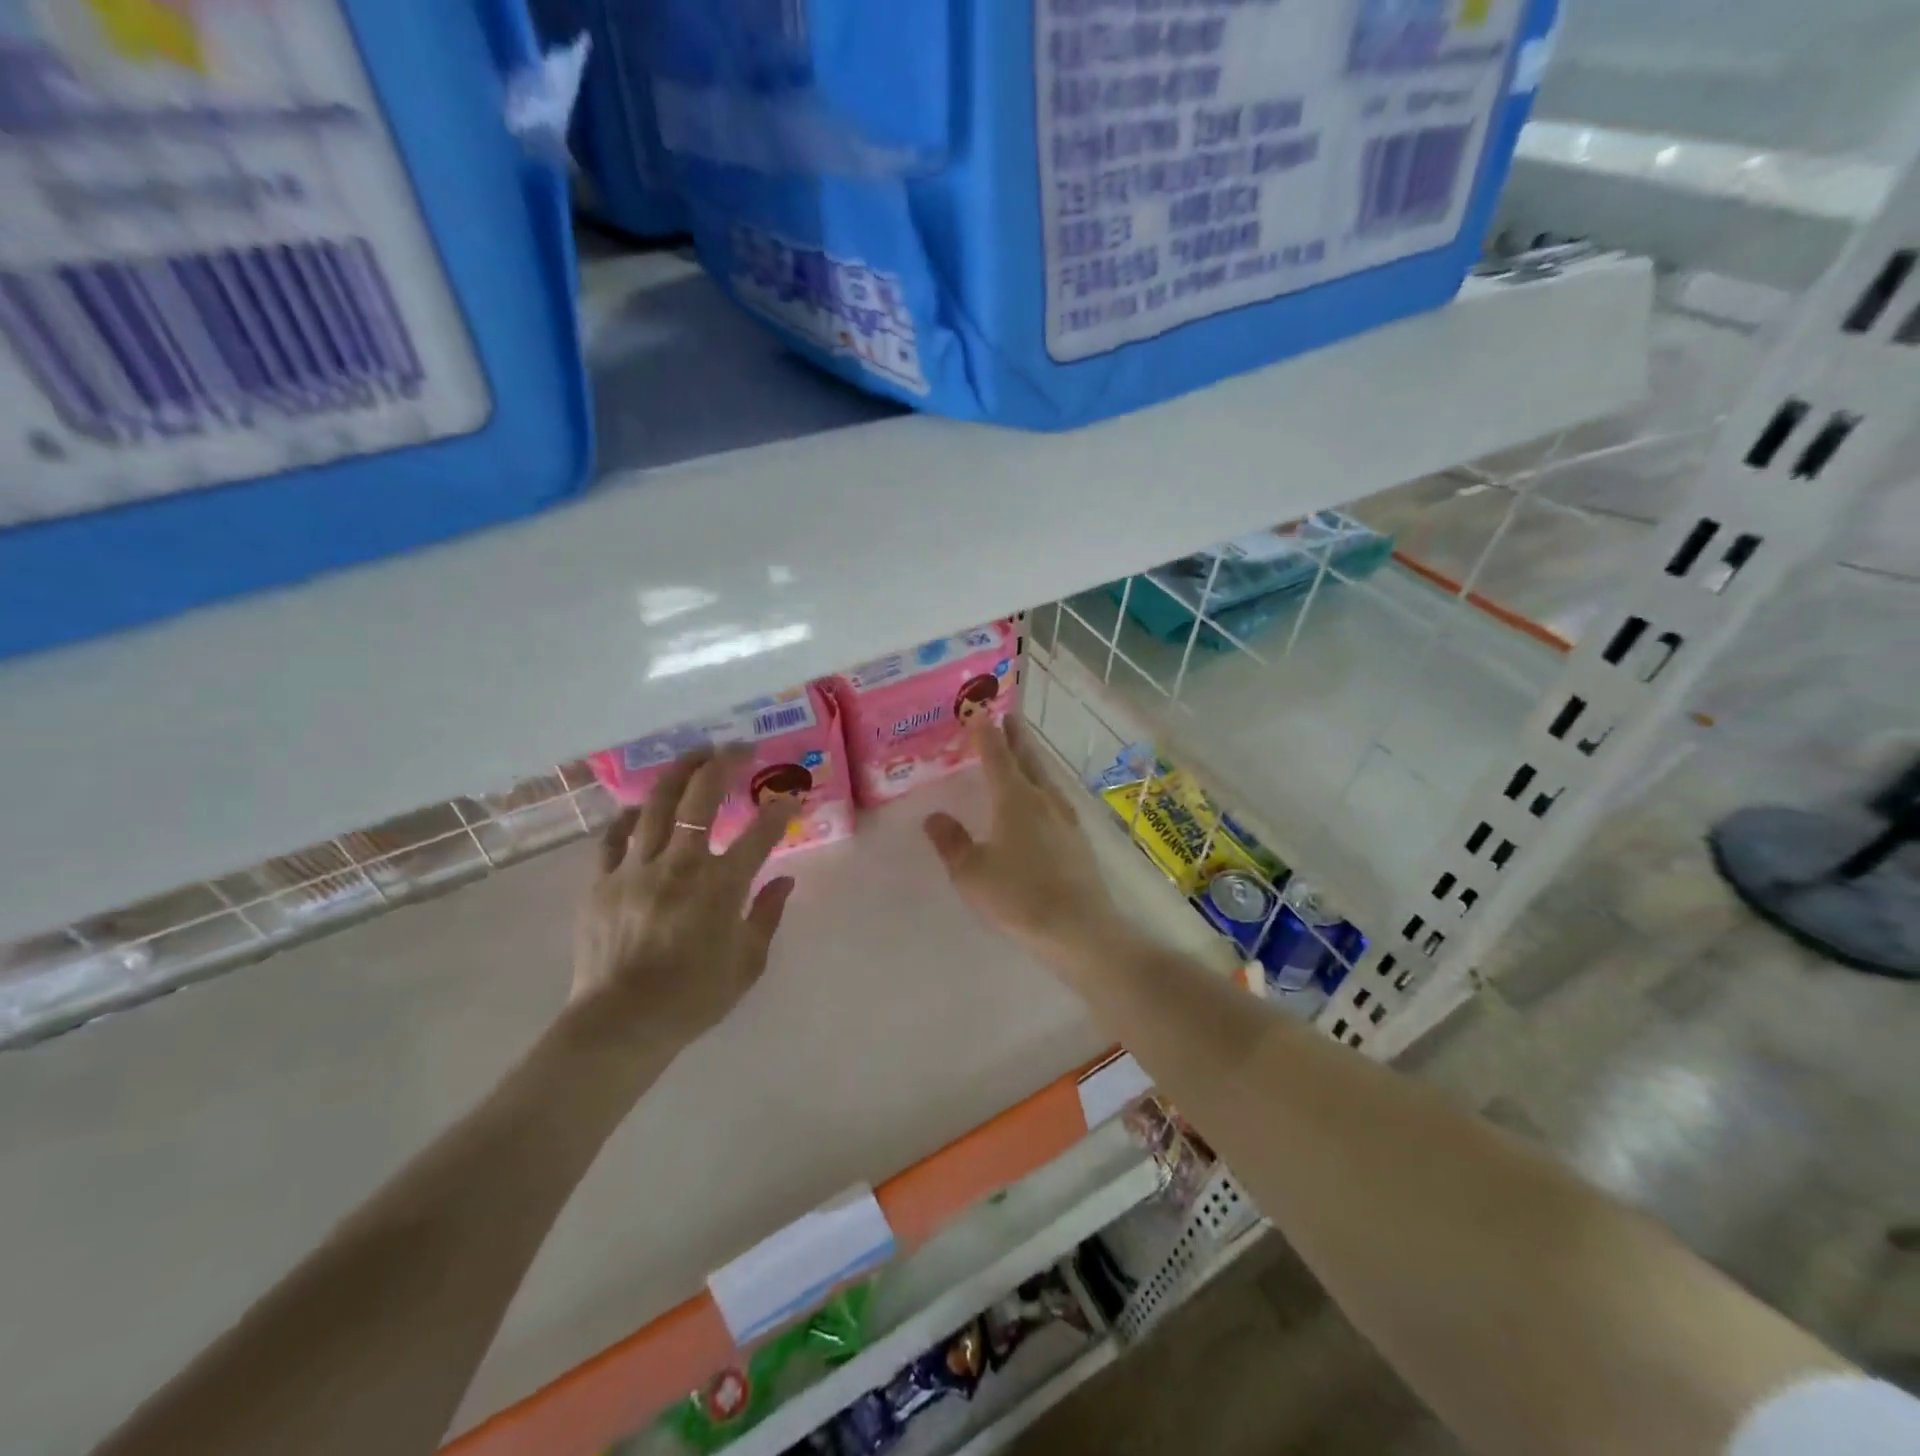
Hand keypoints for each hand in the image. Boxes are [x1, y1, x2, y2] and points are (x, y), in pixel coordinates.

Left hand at [572, 746, 797, 1049]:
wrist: (621, 1024)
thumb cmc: (693, 998)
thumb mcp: (747, 964)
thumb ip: (767, 915)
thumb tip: (784, 881)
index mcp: (721, 886)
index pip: (760, 834)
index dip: (780, 809)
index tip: (792, 795)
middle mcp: (680, 865)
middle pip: (702, 798)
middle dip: (724, 764)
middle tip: (739, 748)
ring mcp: (636, 869)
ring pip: (658, 804)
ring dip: (679, 772)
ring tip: (694, 754)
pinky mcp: (601, 881)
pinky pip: (615, 837)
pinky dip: (631, 817)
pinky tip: (641, 808)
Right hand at [923, 719, 1119, 967]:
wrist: (1079, 928)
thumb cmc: (1018, 896)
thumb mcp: (971, 873)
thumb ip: (951, 842)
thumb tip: (933, 817)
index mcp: (1014, 798)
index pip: (997, 755)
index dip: (985, 732)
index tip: (978, 711)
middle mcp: (1043, 799)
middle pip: (1028, 758)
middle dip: (1015, 736)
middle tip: (1007, 716)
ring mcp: (1065, 818)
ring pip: (1045, 777)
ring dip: (1032, 759)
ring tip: (1022, 753)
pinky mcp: (1077, 839)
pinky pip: (1055, 799)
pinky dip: (1042, 786)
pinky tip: (1042, 801)